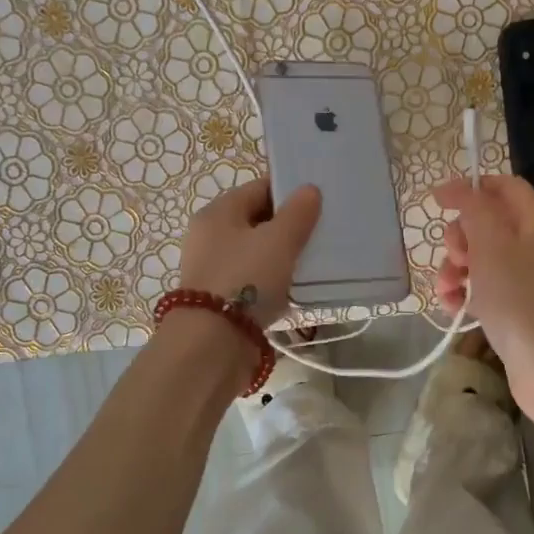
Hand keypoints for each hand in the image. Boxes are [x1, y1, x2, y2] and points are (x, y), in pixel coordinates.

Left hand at [179, 178, 321, 328]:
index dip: (290, 191)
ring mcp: (214, 269)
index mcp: (218, 213)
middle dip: (289, 226)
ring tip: (315, 262)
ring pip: (257, 253)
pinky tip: (296, 290)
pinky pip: (254, 281)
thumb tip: (309, 189)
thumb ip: (297, 213)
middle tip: (322, 232)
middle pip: (257, 221)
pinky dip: (274, 282)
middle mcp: (210, 237)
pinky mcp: (221, 300)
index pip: (259, 189)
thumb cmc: (246, 280)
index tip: (320, 202)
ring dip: (283, 257)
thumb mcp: (278, 240)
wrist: (212, 344)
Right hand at [432, 175, 533, 441]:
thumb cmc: (520, 301)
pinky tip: (452, 307)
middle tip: (455, 257)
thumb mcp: (492, 245)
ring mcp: (527, 281)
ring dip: (455, 269)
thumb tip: (456, 186)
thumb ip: (473, 209)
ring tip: (446, 290)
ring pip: (481, 259)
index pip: (505, 187)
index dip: (471, 187)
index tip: (438, 201)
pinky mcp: (517, 310)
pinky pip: (484, 289)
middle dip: (460, 237)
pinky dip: (465, 294)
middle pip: (488, 224)